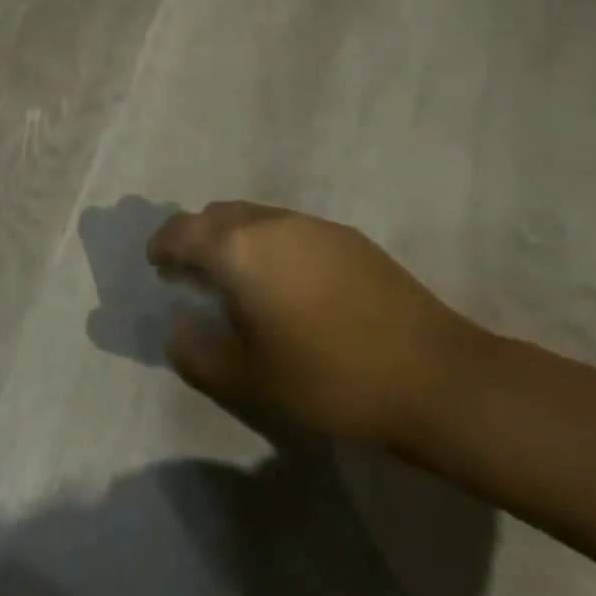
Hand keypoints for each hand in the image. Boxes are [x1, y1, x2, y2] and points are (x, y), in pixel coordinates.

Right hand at [148, 201, 487, 448]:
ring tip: (243, 280)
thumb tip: (177, 330)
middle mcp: (268, 223)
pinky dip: (272, 245)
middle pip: (214, 216)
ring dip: (235, 239)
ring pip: (254, 218)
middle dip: (197, 238)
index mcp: (236, 249)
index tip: (159, 267)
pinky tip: (292, 285)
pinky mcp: (347, 237)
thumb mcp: (249, 379)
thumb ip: (197, 352)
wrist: (437, 378)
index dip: (162, 247)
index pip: (179, 231)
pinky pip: (289, 229)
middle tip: (196, 275)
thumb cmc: (329, 378)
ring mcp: (311, 225)